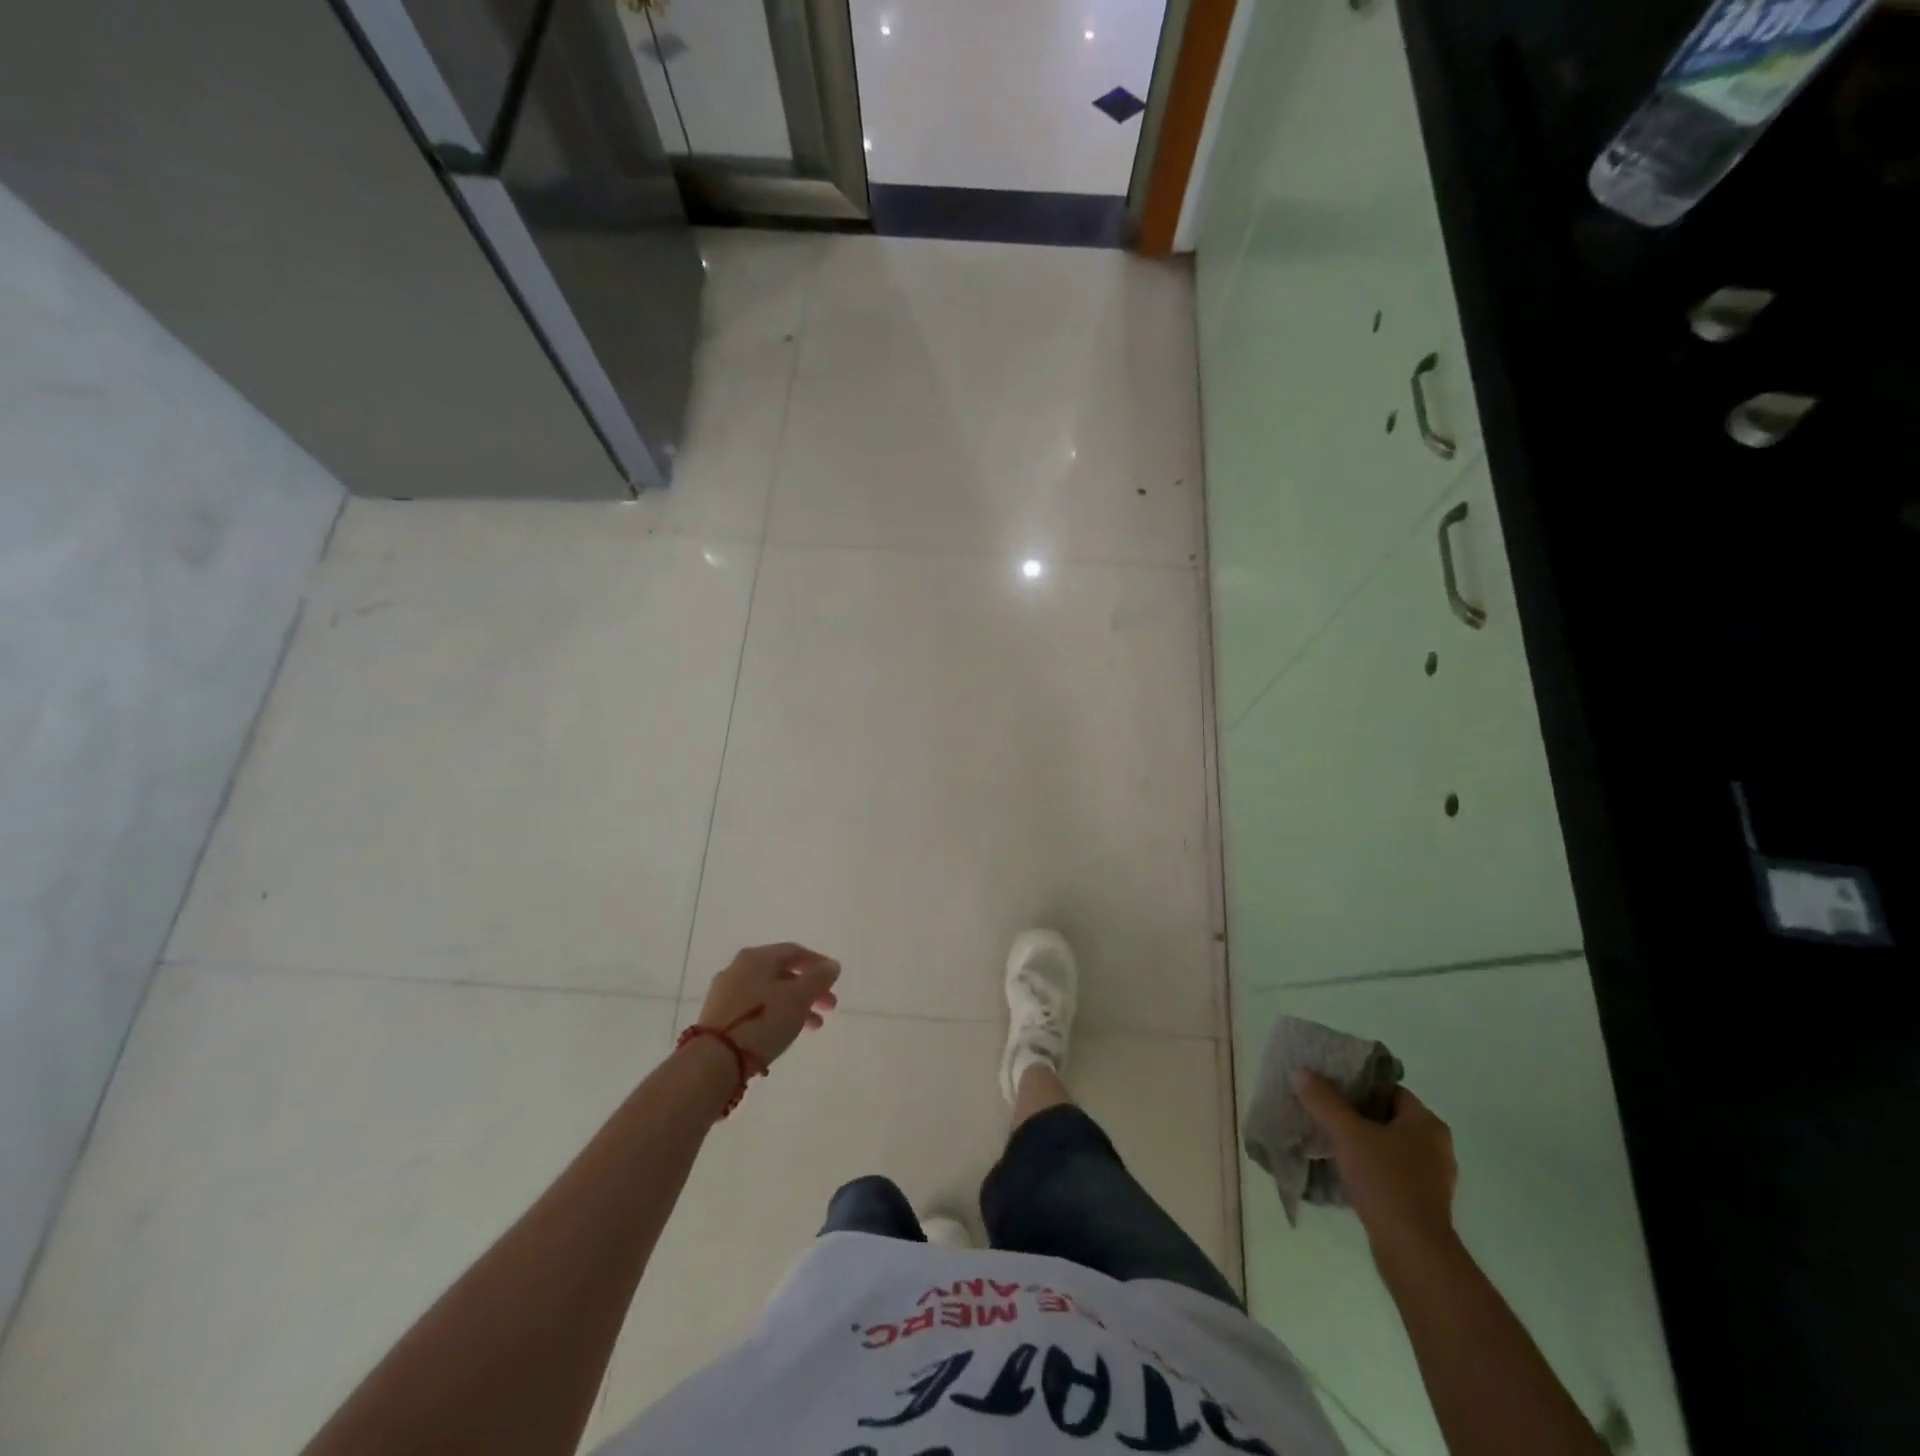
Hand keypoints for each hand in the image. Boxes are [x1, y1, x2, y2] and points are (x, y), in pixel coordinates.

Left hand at [694, 943, 840, 1068]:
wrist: (714, 1061)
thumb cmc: (762, 1021)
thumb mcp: (798, 998)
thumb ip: (818, 979)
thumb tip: (832, 965)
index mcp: (756, 957)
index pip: (794, 951)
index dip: (818, 963)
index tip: (835, 979)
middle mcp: (738, 968)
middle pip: (782, 973)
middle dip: (809, 989)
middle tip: (829, 1006)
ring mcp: (725, 993)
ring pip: (769, 993)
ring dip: (796, 1005)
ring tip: (815, 1026)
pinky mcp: (718, 1017)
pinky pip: (755, 1009)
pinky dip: (776, 1015)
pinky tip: (786, 1032)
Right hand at [1293, 1072, 1456, 1261]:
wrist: (1412, 1252)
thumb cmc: (1385, 1182)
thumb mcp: (1347, 1134)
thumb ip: (1323, 1100)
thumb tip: (1300, 1072)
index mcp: (1426, 1123)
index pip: (1389, 1089)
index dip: (1358, 1084)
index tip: (1330, 1086)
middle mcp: (1436, 1146)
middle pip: (1387, 1117)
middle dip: (1356, 1114)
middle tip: (1324, 1110)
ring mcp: (1432, 1177)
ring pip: (1389, 1146)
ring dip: (1362, 1142)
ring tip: (1330, 1139)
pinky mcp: (1423, 1203)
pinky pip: (1392, 1171)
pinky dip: (1371, 1167)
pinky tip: (1346, 1170)